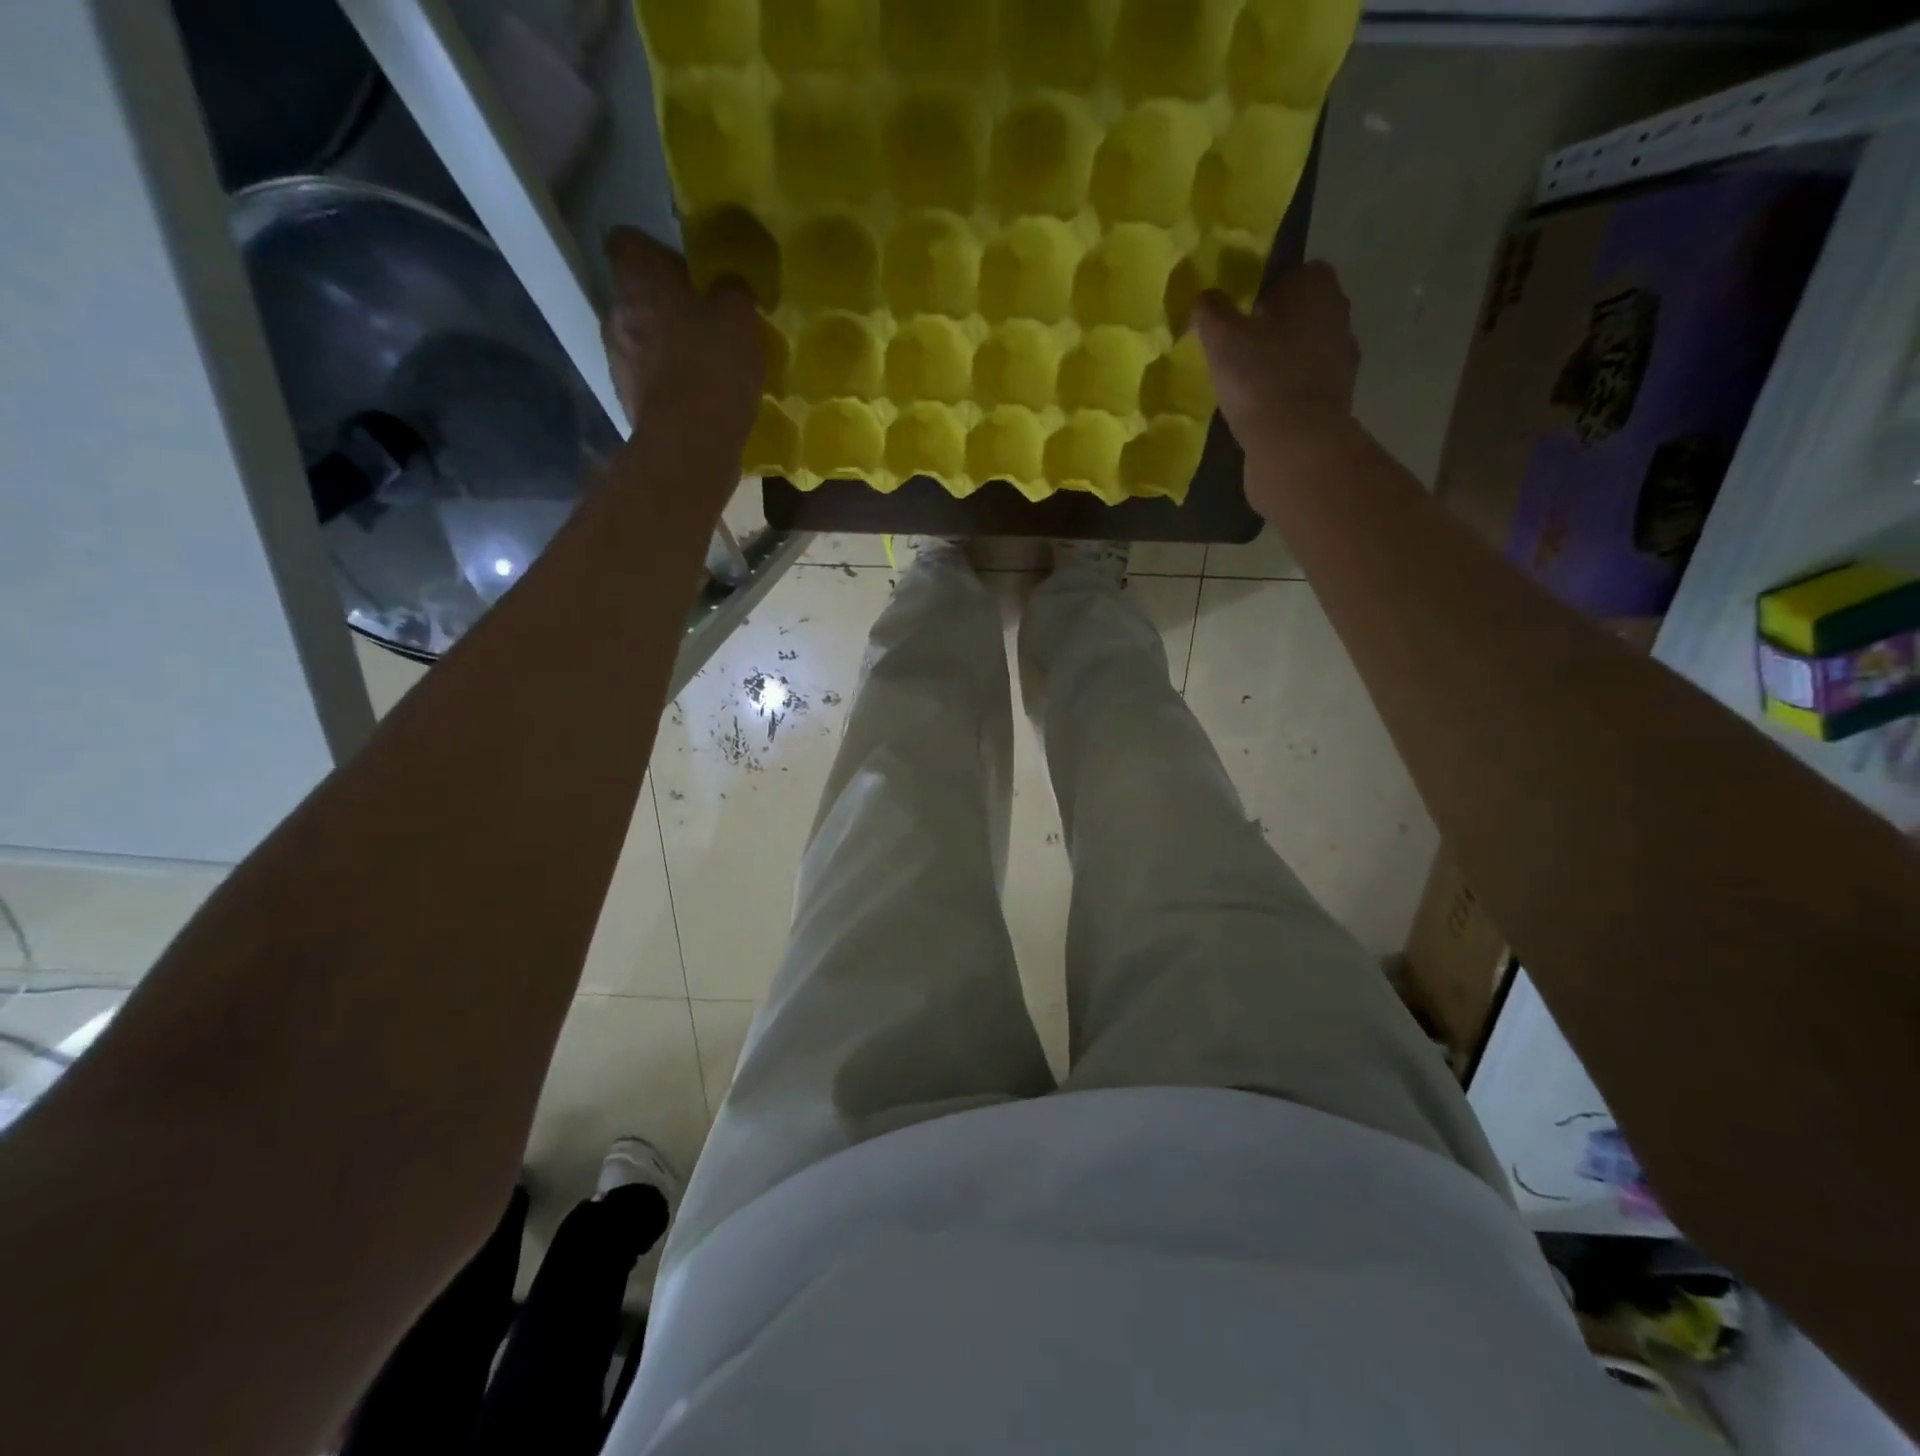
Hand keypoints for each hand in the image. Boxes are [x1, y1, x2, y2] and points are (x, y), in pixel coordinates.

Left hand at [602, 225, 763, 451]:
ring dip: (669, 350)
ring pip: (643, 342)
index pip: (628, 242)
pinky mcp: (629, 403)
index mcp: (638, 281)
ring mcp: (617, 362)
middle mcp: (616, 313)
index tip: (688, 274)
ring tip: (707, 370)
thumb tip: (728, 284)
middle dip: (668, 308)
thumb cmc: (713, 367)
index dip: (656, 253)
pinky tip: (700, 402)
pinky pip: (651, 382)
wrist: (690, 445)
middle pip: (638, 297)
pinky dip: (670, 387)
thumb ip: (733, 291)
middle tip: (708, 326)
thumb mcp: (741, 319)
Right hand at [1194, 263, 1361, 513]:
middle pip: (1303, 311)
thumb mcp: (1222, 339)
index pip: (1296, 272)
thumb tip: (1203, 296)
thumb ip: (1211, 311)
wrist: (1295, 442)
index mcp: (1317, 288)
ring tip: (1250, 381)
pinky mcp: (1338, 397)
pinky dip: (1289, 390)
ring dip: (1284, 359)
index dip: (1268, 289)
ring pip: (1307, 348)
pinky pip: (1308, 383)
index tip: (1243, 313)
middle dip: (1276, 325)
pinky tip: (1265, 407)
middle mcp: (1339, 315)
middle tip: (1240, 347)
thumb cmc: (1260, 378)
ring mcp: (1343, 358)